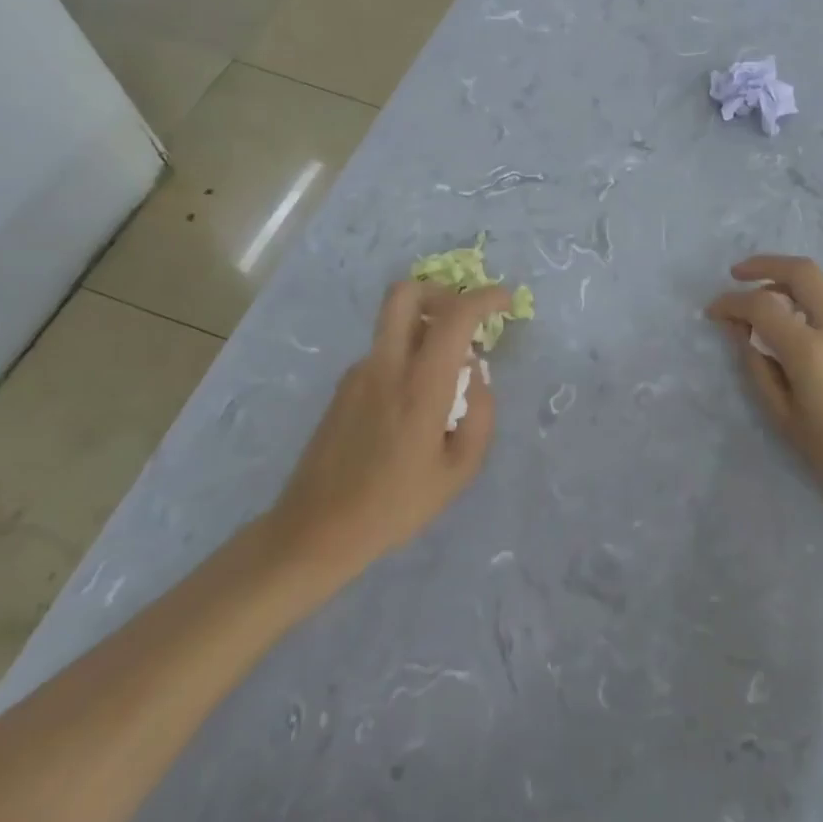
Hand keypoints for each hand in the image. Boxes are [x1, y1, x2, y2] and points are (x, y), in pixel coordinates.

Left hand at [269, 280, 512, 581]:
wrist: (316, 530)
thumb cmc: (395, 505)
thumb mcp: (459, 470)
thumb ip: (480, 414)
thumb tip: (477, 375)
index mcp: (419, 385)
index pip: (454, 316)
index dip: (485, 298)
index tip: (506, 302)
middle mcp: (384, 366)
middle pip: (405, 293)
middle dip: (441, 291)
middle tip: (465, 318)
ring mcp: (358, 374)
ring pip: (395, 325)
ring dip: (427, 331)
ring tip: (448, 381)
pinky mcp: (343, 388)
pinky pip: (385, 354)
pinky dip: (409, 357)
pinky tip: (416, 406)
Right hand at [706, 255, 822, 500]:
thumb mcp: (783, 414)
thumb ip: (758, 366)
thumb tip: (739, 332)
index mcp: (810, 348)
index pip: (762, 306)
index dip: (731, 303)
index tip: (713, 312)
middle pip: (801, 271)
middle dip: (765, 264)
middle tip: (737, 274)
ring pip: (816, 287)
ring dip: (783, 284)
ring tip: (757, 307)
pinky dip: (799, 303)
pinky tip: (785, 329)